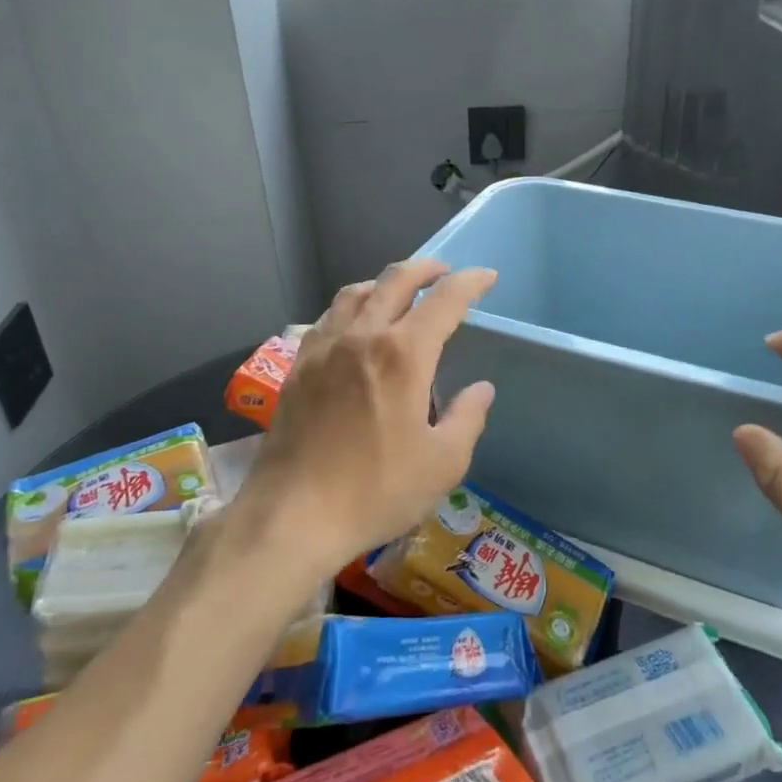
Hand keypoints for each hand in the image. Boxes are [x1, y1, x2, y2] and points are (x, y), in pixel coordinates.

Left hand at [238, 259, 496, 581]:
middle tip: (444, 272)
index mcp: (403, 354)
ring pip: (356, 293)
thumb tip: (481, 389)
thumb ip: (468, 418)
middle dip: (426, 268)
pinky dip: (351, 307)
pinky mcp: (298, 367)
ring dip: (385, 283)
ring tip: (400, 293)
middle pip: (395, 280)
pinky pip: (328, 318)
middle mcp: (362, 336)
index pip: (444, 300)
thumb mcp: (443, 463)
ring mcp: (324, 348)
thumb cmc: (376, 490)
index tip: (487, 277)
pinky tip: (354, 327)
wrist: (294, 514)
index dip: (470, 282)